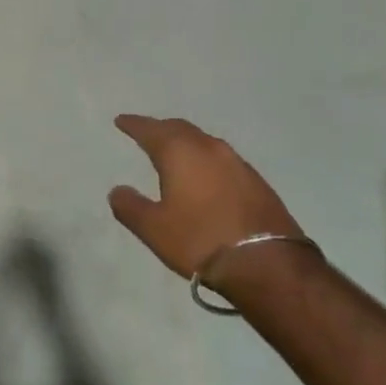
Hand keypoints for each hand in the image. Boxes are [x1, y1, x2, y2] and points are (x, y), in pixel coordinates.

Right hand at [108, 115, 315, 290]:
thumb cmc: (200, 240)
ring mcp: (237, 163)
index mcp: (180, 152)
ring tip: (175, 153)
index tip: (121, 121)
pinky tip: (205, 176)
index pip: (150, 130)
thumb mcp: (154, 229)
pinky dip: (206, 160)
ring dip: (186, 143)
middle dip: (161, 129)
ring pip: (204, 142)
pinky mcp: (257, 182)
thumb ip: (130, 207)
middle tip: (146, 133)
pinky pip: (222, 160)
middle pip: (180, 129)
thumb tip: (117, 191)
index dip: (133, 124)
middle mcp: (209, 148)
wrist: (268, 263)